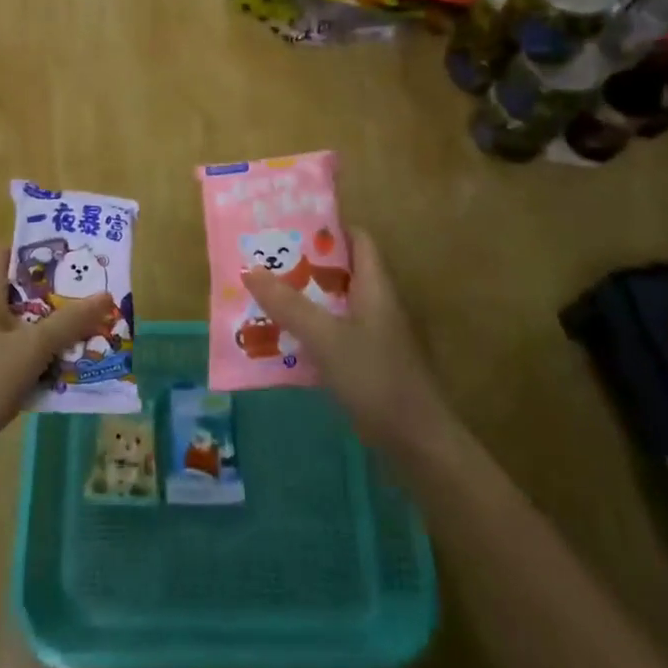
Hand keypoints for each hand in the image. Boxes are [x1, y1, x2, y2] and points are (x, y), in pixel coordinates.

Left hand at [0, 248, 113, 484]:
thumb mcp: (31, 347)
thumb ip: (68, 322)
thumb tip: (106, 294)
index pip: (3, 255)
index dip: (31, 247)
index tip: (66, 250)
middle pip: (25, 294)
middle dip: (59, 294)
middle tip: (95, 292)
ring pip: (29, 330)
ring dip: (58, 331)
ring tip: (96, 330)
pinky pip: (27, 361)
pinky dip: (48, 362)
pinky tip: (74, 370)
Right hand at [244, 228, 449, 457]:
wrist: (418, 444)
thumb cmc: (376, 378)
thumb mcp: (326, 338)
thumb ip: (288, 304)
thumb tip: (249, 269)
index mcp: (375, 286)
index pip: (357, 239)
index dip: (328, 227)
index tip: (290, 224)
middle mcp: (377, 304)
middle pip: (341, 271)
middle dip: (305, 264)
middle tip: (265, 259)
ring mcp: (375, 335)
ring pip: (335, 304)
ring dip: (304, 298)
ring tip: (264, 294)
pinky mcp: (369, 363)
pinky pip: (335, 334)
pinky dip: (311, 330)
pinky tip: (283, 339)